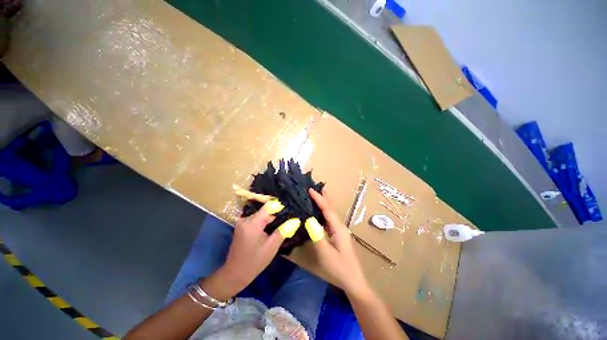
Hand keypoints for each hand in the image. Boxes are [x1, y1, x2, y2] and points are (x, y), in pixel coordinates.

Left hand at [203, 207, 284, 299]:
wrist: (236, 272)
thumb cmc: (255, 260)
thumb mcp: (271, 247)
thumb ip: (283, 231)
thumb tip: (295, 220)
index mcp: (251, 222)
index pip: (268, 207)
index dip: (280, 208)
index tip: (291, 212)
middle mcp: (244, 219)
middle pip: (263, 213)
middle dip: (275, 217)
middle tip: (289, 224)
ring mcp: (240, 224)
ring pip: (259, 218)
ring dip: (269, 223)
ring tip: (282, 229)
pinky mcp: (240, 229)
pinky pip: (254, 223)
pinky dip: (262, 227)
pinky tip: (270, 234)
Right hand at [309, 188, 369, 296]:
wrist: (352, 281)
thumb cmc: (340, 268)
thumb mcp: (326, 253)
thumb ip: (317, 236)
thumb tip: (308, 218)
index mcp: (339, 229)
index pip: (328, 210)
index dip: (319, 199)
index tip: (309, 189)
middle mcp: (340, 229)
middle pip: (331, 210)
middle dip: (322, 198)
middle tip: (310, 188)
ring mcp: (339, 234)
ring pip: (329, 217)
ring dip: (321, 207)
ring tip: (310, 198)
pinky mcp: (337, 240)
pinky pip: (328, 224)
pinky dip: (321, 217)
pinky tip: (314, 217)